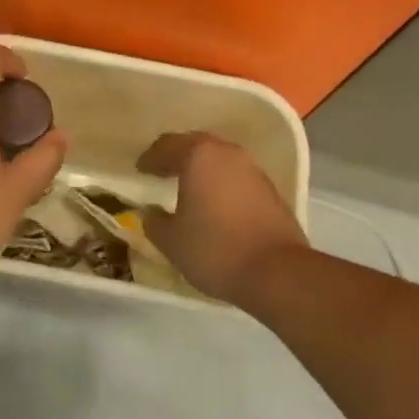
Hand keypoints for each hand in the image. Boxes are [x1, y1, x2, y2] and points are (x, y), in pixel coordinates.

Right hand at [136, 132, 307, 302]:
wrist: (278, 272)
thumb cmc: (215, 249)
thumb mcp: (171, 241)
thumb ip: (154, 222)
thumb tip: (150, 213)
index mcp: (199, 155)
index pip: (167, 146)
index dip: (150, 158)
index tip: (139, 170)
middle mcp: (227, 153)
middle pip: (196, 145)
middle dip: (177, 156)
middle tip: (161, 171)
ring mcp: (253, 169)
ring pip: (219, 159)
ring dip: (202, 169)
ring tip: (188, 187)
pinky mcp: (271, 190)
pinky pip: (237, 177)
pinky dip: (222, 183)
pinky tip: (215, 203)